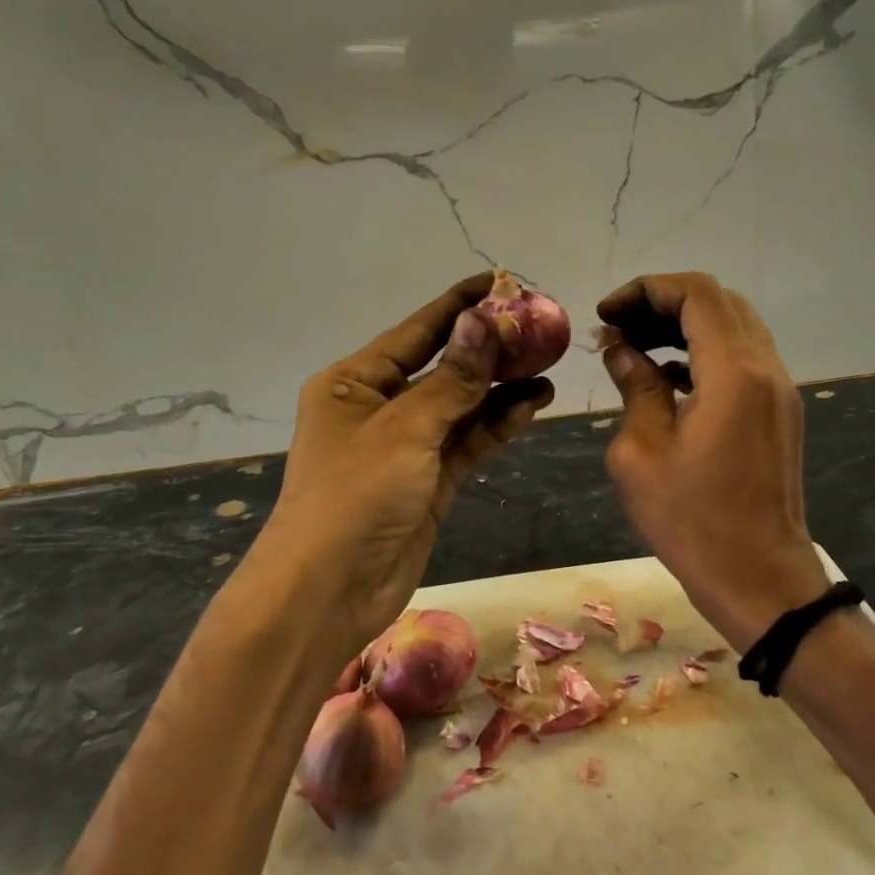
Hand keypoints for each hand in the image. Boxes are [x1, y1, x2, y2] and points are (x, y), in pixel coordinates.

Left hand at [261, 273, 554, 665]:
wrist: (328, 592)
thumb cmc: (355, 495)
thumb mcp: (405, 429)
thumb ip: (453, 379)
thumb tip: (484, 320)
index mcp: (354, 383)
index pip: (415, 332)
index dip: (458, 306)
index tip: (500, 282)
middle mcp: (378, 409)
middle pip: (442, 368)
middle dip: (488, 349)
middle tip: (538, 329)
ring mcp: (405, 448)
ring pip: (460, 407)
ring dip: (500, 388)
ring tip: (546, 367)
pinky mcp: (428, 482)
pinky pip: (467, 443)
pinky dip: (497, 425)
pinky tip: (532, 405)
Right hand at [597, 273, 826, 649]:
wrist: (760, 580)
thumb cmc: (692, 521)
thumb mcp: (641, 452)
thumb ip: (634, 387)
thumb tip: (621, 349)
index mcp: (734, 372)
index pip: (696, 293)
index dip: (645, 290)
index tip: (606, 314)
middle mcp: (765, 369)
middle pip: (718, 302)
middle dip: (662, 303)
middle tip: (618, 329)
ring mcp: (778, 391)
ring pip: (733, 327)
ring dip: (683, 326)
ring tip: (635, 348)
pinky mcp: (778, 413)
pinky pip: (742, 359)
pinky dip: (703, 352)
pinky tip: (666, 378)